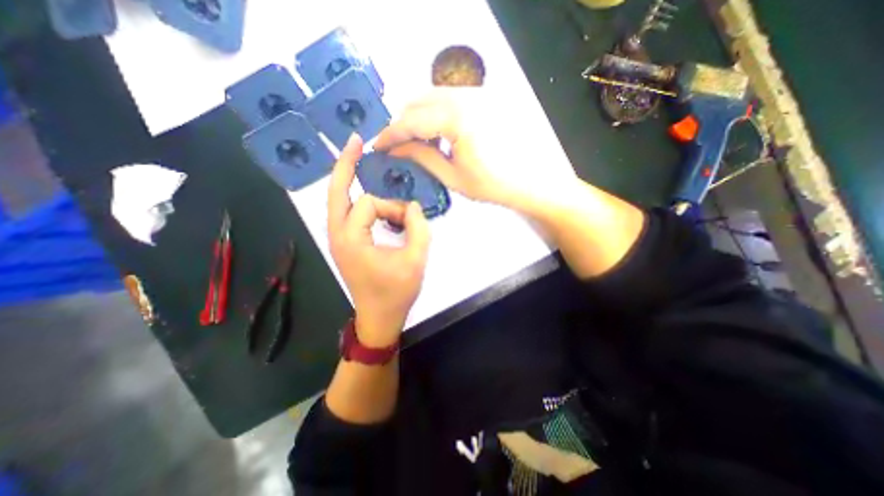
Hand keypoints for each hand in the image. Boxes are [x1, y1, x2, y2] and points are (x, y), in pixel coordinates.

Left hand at [328, 133, 432, 347]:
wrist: (379, 318)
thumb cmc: (397, 292)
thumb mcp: (415, 260)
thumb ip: (418, 228)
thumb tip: (414, 206)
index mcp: (351, 239)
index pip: (370, 203)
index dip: (393, 208)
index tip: (409, 222)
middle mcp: (338, 235)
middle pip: (336, 191)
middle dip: (346, 164)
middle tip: (356, 140)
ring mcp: (338, 239)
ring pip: (339, 200)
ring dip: (349, 180)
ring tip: (361, 160)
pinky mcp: (345, 244)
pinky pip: (347, 213)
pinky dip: (357, 199)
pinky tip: (370, 194)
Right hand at [377, 90, 515, 203]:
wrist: (525, 180)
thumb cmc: (489, 184)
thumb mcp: (451, 175)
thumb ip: (421, 156)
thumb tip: (395, 148)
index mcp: (456, 119)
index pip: (411, 121)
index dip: (390, 134)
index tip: (377, 146)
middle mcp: (464, 97)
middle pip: (418, 101)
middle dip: (402, 123)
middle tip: (395, 145)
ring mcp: (475, 94)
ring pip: (431, 96)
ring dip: (416, 117)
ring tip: (413, 141)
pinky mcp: (481, 97)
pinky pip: (447, 99)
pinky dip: (433, 113)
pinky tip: (435, 134)